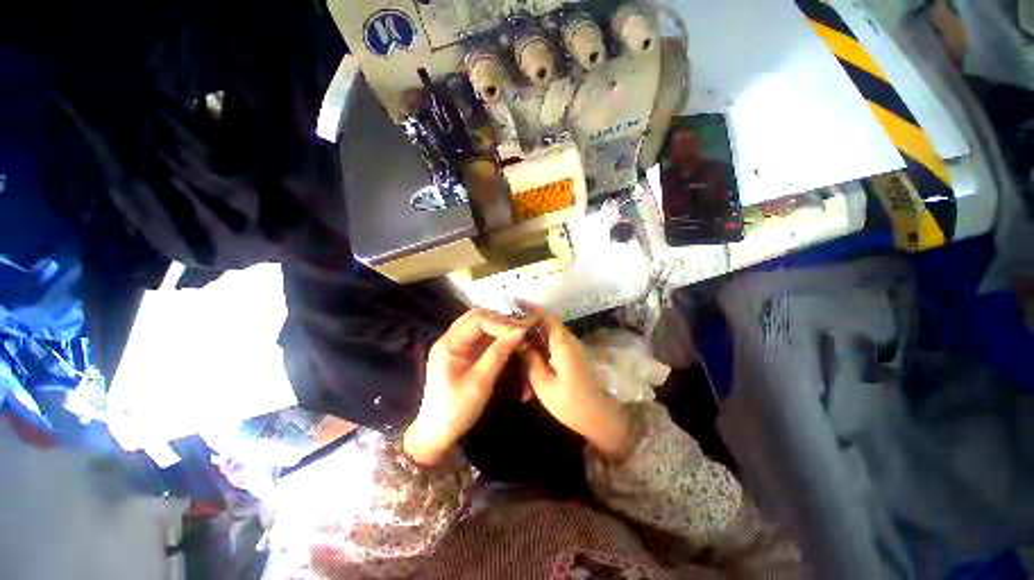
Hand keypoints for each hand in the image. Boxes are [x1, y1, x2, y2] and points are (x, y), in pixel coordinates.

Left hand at [403, 309, 529, 465]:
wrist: (437, 433)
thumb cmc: (457, 409)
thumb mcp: (480, 381)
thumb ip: (499, 353)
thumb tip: (520, 331)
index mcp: (449, 343)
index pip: (477, 320)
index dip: (501, 322)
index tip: (522, 331)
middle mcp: (450, 338)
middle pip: (477, 318)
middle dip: (500, 321)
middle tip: (521, 329)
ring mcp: (456, 345)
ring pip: (479, 325)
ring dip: (498, 327)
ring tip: (518, 333)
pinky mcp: (462, 353)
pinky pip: (480, 337)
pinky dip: (495, 337)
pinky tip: (508, 341)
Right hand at [519, 308, 635, 461]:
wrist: (601, 418)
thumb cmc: (570, 403)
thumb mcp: (543, 384)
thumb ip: (530, 360)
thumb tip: (518, 341)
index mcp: (562, 343)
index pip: (547, 316)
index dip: (531, 310)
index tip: (514, 308)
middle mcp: (569, 340)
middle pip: (549, 322)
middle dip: (530, 320)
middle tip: (509, 322)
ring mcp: (573, 348)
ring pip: (552, 331)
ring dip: (535, 330)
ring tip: (515, 333)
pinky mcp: (574, 356)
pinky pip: (556, 341)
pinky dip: (542, 341)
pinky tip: (529, 347)